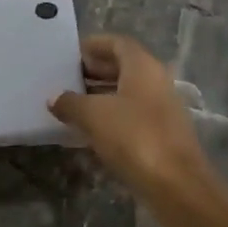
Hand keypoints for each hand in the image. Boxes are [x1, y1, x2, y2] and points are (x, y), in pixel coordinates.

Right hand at [49, 34, 208, 194]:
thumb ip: (70, 102)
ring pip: (127, 92)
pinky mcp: (160, 133)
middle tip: (66, 78)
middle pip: (123, 66)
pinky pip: (131, 115)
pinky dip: (110, 116)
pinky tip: (89, 128)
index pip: (118, 43)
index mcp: (143, 66)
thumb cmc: (133, 136)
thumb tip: (54, 97)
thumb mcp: (93, 116)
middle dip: (94, 70)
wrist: (174, 183)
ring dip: (100, 94)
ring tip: (71, 103)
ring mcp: (161, 108)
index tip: (70, 54)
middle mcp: (156, 81)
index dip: (94, 45)